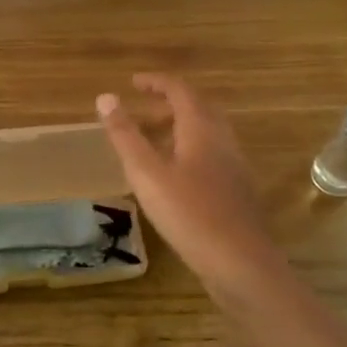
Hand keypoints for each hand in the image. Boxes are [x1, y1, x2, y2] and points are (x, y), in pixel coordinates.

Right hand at [97, 74, 289, 300]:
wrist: (241, 263)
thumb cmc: (190, 214)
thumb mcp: (147, 173)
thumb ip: (125, 135)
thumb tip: (105, 97)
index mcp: (202, 129)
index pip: (180, 90)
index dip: (156, 82)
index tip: (133, 82)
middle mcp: (223, 141)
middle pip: (199, 109)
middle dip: (169, 104)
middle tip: (140, 113)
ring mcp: (234, 167)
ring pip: (207, 134)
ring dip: (180, 129)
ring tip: (152, 144)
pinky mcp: (237, 191)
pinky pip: (212, 156)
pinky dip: (190, 151)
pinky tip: (175, 178)